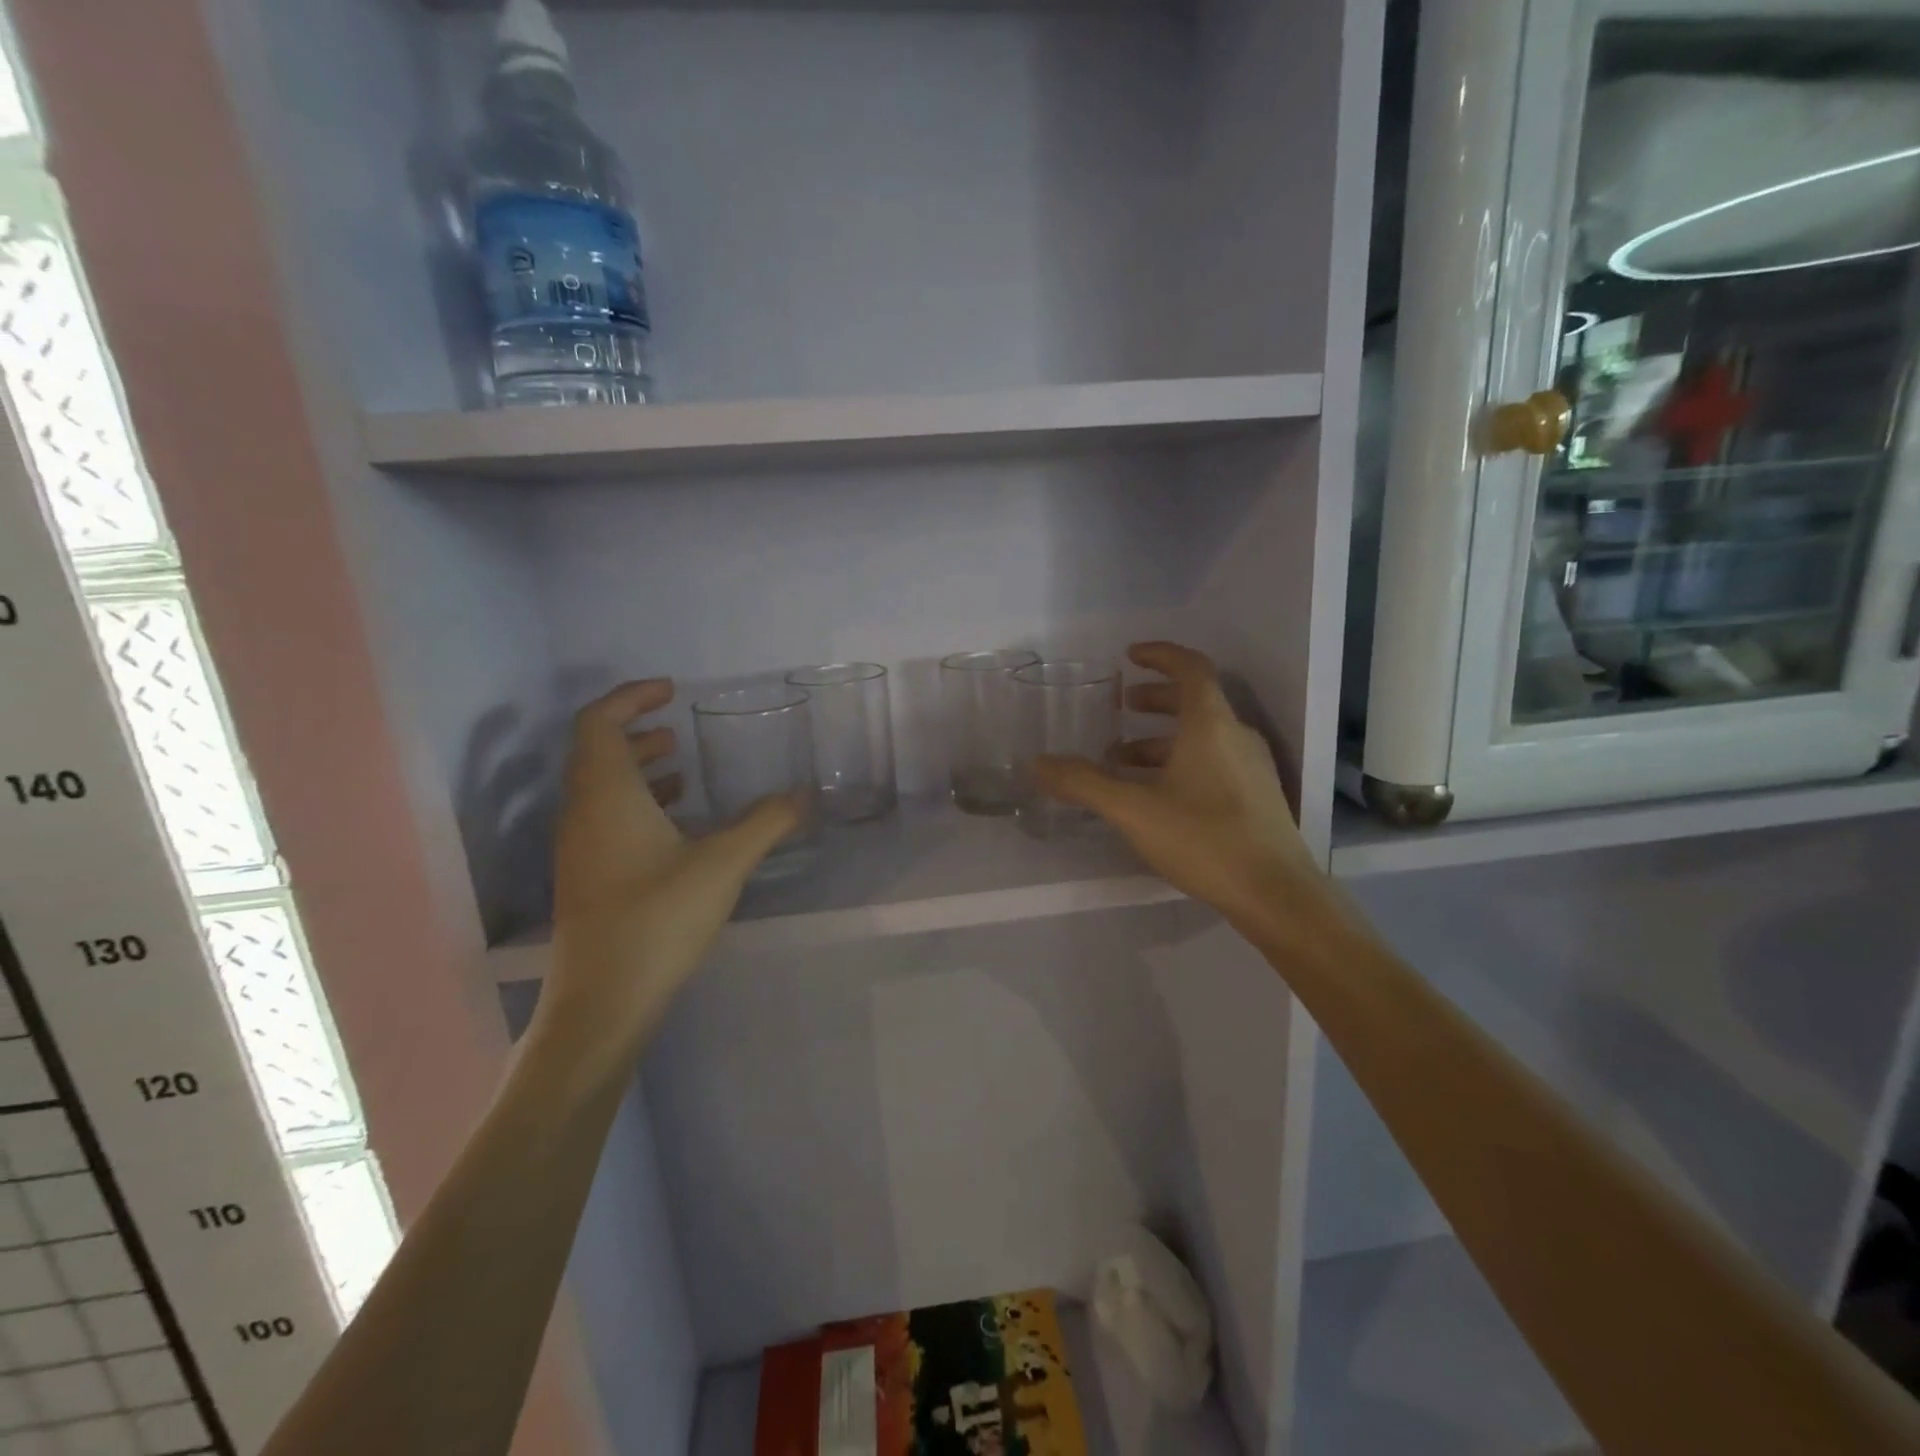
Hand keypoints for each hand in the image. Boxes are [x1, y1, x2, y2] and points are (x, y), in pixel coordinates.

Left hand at [529, 680, 800, 1075]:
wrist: (602, 1004)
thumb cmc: (657, 920)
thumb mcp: (723, 864)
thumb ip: (765, 823)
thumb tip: (803, 794)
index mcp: (605, 796)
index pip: (598, 723)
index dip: (629, 697)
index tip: (670, 691)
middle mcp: (582, 814)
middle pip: (596, 752)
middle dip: (636, 731)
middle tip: (678, 729)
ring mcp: (579, 849)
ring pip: (600, 788)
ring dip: (638, 770)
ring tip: (683, 770)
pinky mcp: (587, 878)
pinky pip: (605, 819)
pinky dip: (638, 804)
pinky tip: (677, 826)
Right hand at [1034, 642, 1320, 932]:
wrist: (1275, 894)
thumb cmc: (1203, 838)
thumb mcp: (1133, 809)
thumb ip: (1083, 783)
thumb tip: (1036, 763)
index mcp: (1211, 724)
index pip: (1190, 667)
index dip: (1160, 655)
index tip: (1130, 655)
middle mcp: (1236, 736)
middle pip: (1195, 701)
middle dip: (1156, 699)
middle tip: (1122, 707)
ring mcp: (1251, 768)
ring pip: (1203, 736)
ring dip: (1162, 739)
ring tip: (1123, 761)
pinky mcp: (1256, 797)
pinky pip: (1213, 761)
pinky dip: (1180, 763)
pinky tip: (1155, 796)